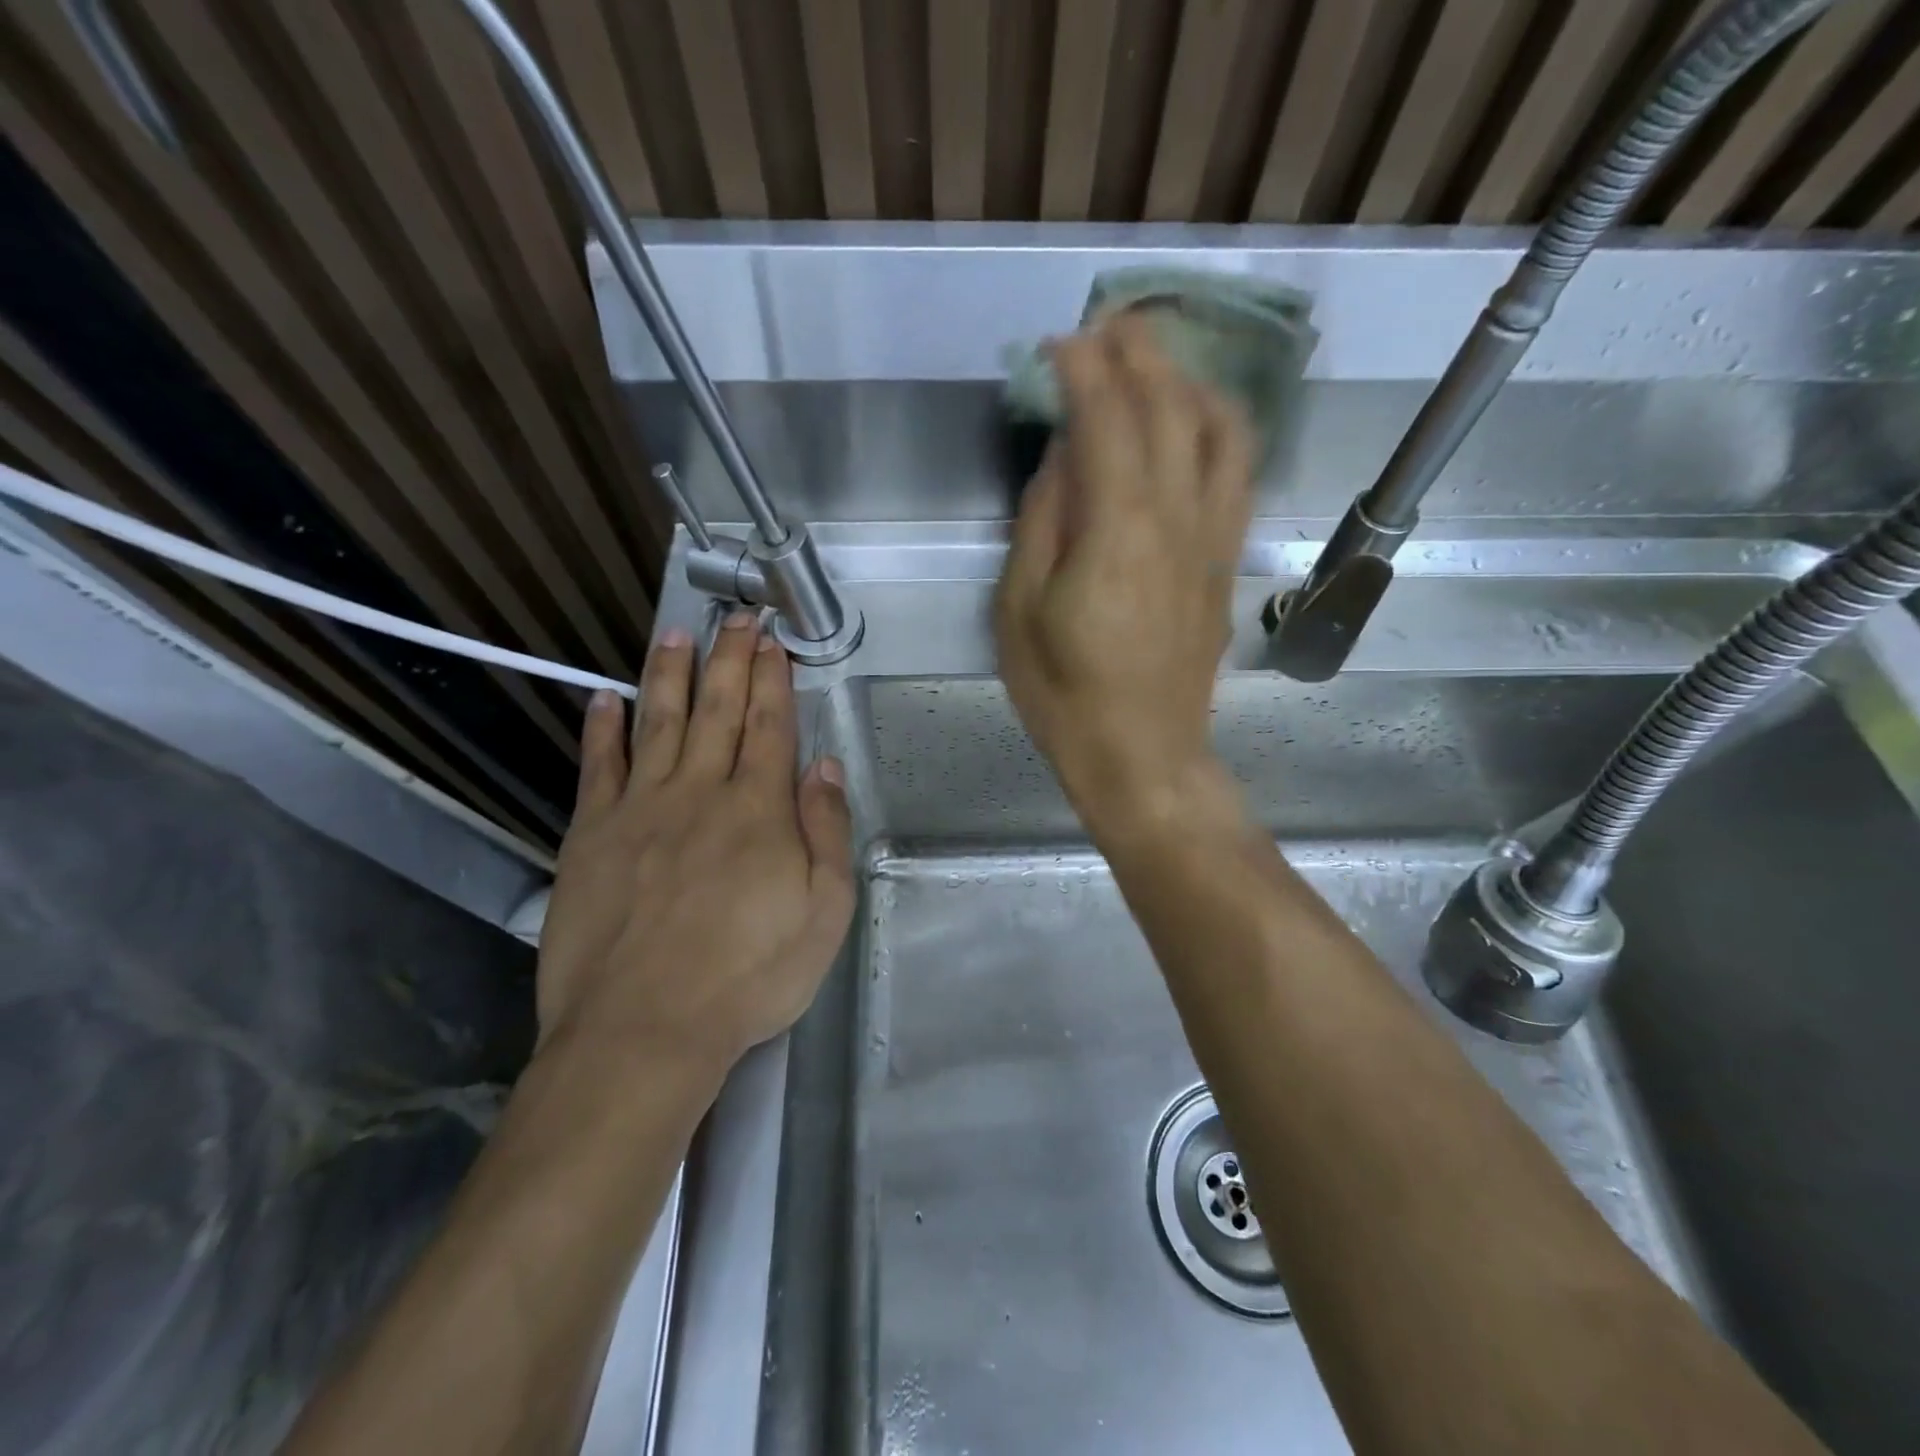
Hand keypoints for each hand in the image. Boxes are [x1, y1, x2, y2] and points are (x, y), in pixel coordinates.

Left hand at [536, 612, 854, 1084]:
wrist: (644, 1030)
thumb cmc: (750, 975)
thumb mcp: (824, 911)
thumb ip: (827, 830)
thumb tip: (823, 765)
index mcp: (759, 809)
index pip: (770, 726)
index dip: (773, 679)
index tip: (772, 641)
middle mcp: (700, 792)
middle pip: (718, 710)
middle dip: (729, 659)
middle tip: (735, 617)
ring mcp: (640, 809)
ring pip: (658, 723)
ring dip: (670, 674)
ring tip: (676, 633)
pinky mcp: (592, 837)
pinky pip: (598, 769)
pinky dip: (602, 729)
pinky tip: (604, 698)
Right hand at [995, 313, 1254, 830]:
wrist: (1143, 755)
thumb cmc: (1064, 694)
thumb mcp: (1020, 612)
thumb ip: (1042, 522)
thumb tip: (1063, 456)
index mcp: (1118, 531)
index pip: (1107, 419)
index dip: (1083, 369)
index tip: (1057, 345)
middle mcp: (1178, 519)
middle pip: (1170, 408)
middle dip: (1139, 354)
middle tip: (1106, 328)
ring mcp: (1215, 539)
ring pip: (1220, 430)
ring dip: (1189, 380)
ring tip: (1156, 362)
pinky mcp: (1228, 562)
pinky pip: (1239, 474)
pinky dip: (1220, 427)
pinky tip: (1198, 421)